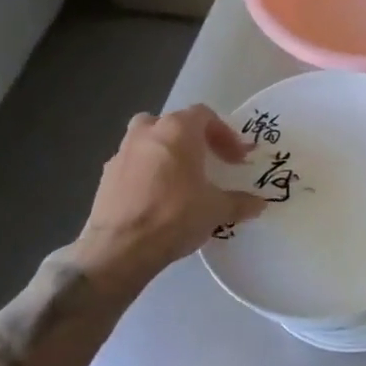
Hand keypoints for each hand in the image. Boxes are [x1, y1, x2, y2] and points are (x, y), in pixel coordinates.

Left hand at [73, 106, 266, 296]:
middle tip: (207, 161)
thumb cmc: (175, 216)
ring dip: (165, 153)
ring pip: (147, 140)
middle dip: (192, 139)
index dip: (225, 134)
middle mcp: (147, 132)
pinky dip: (146, 173)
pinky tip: (156, 198)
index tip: (236, 159)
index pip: (205, 115)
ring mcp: (121, 153)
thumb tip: (260, 204)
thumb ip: (240, 202)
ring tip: (179, 179)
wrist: (119, 249)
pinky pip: (132, 165)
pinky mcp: (105, 177)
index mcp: (177, 130)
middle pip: (173, 123)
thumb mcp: (217, 210)